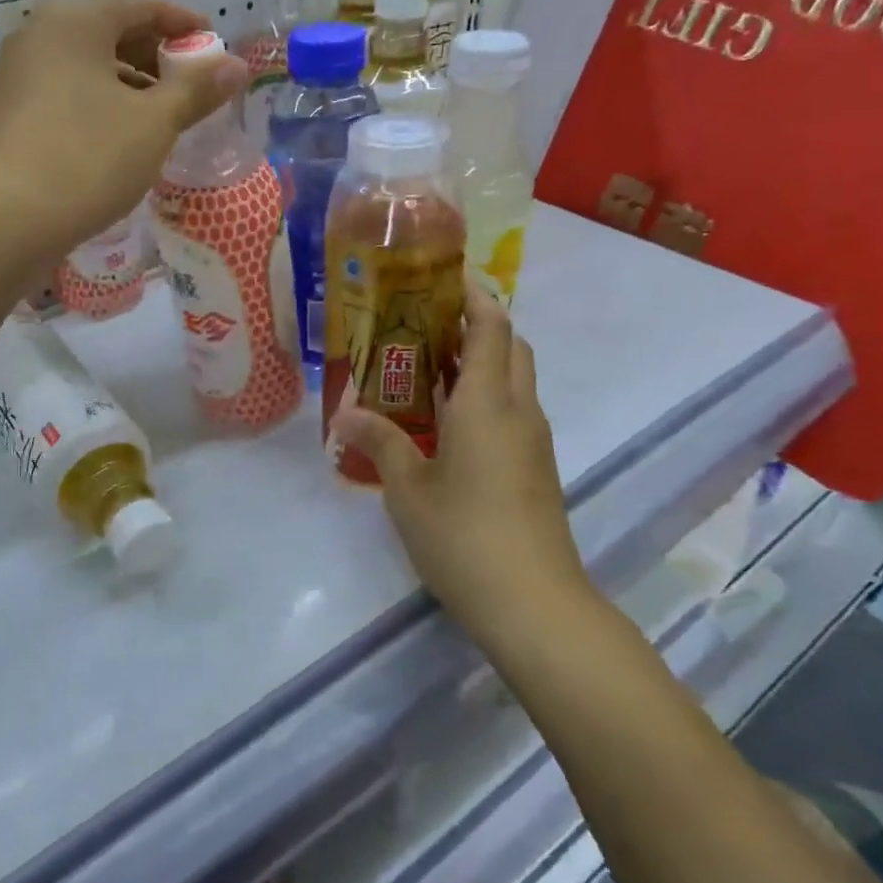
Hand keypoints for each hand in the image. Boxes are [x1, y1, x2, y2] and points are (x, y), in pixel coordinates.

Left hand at [0, 0, 244, 256]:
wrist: (8, 219)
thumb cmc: (89, 158)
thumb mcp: (154, 123)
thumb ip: (196, 90)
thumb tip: (236, 66)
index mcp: (75, 22)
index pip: (139, 5)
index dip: (182, 22)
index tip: (212, 44)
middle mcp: (40, 35)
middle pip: (110, 31)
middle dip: (155, 55)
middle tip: (191, 84)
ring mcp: (19, 75)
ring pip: (88, 65)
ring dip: (130, 83)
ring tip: (162, 115)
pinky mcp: (12, 112)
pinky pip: (68, 91)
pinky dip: (101, 102)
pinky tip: (122, 136)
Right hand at [332, 279, 592, 655]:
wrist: (535, 605)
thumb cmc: (464, 536)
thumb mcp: (407, 488)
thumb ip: (380, 442)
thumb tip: (345, 412)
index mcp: (487, 403)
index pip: (492, 327)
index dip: (473, 294)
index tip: (443, 276)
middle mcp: (518, 412)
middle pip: (511, 347)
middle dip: (477, 324)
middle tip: (425, 322)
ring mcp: (534, 442)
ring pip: (515, 380)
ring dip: (481, 361)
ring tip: (426, 365)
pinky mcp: (536, 469)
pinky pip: (512, 412)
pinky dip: (485, 396)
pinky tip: (445, 421)